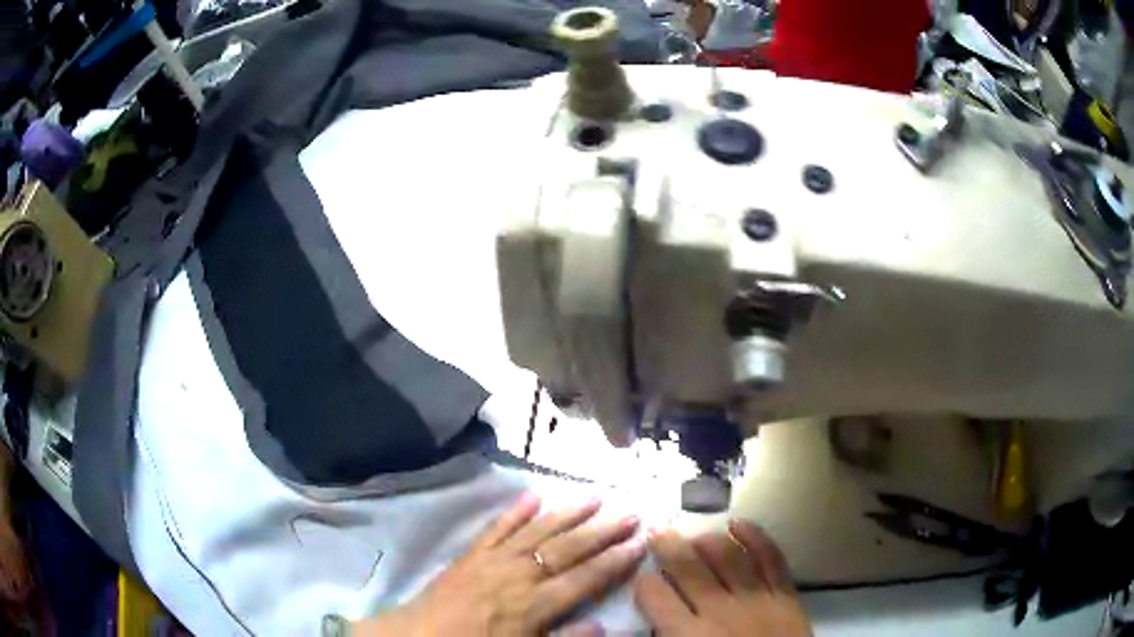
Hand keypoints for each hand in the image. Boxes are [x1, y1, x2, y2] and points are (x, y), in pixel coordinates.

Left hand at [353, 492, 645, 635]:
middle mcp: (518, 574)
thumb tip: (603, 625)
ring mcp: (493, 559)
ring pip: (538, 530)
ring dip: (568, 512)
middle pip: (568, 548)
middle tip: (631, 510)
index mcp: (534, 604)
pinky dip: (515, 511)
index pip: (585, 578)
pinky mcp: (471, 553)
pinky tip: (533, 494)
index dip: (615, 560)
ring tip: (595, 494)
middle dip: (602, 530)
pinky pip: (496, 527)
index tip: (641, 541)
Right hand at [633, 520, 810, 636]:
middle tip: (658, 532)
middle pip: (689, 568)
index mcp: (689, 635)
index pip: (656, 597)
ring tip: (695, 535)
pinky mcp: (785, 593)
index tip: (641, 578)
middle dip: (668, 546)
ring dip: (708, 540)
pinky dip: (756, 537)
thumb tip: (655, 623)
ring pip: (729, 556)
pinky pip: (771, 558)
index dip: (643, 584)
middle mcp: (719, 610)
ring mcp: (756, 598)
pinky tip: (739, 524)